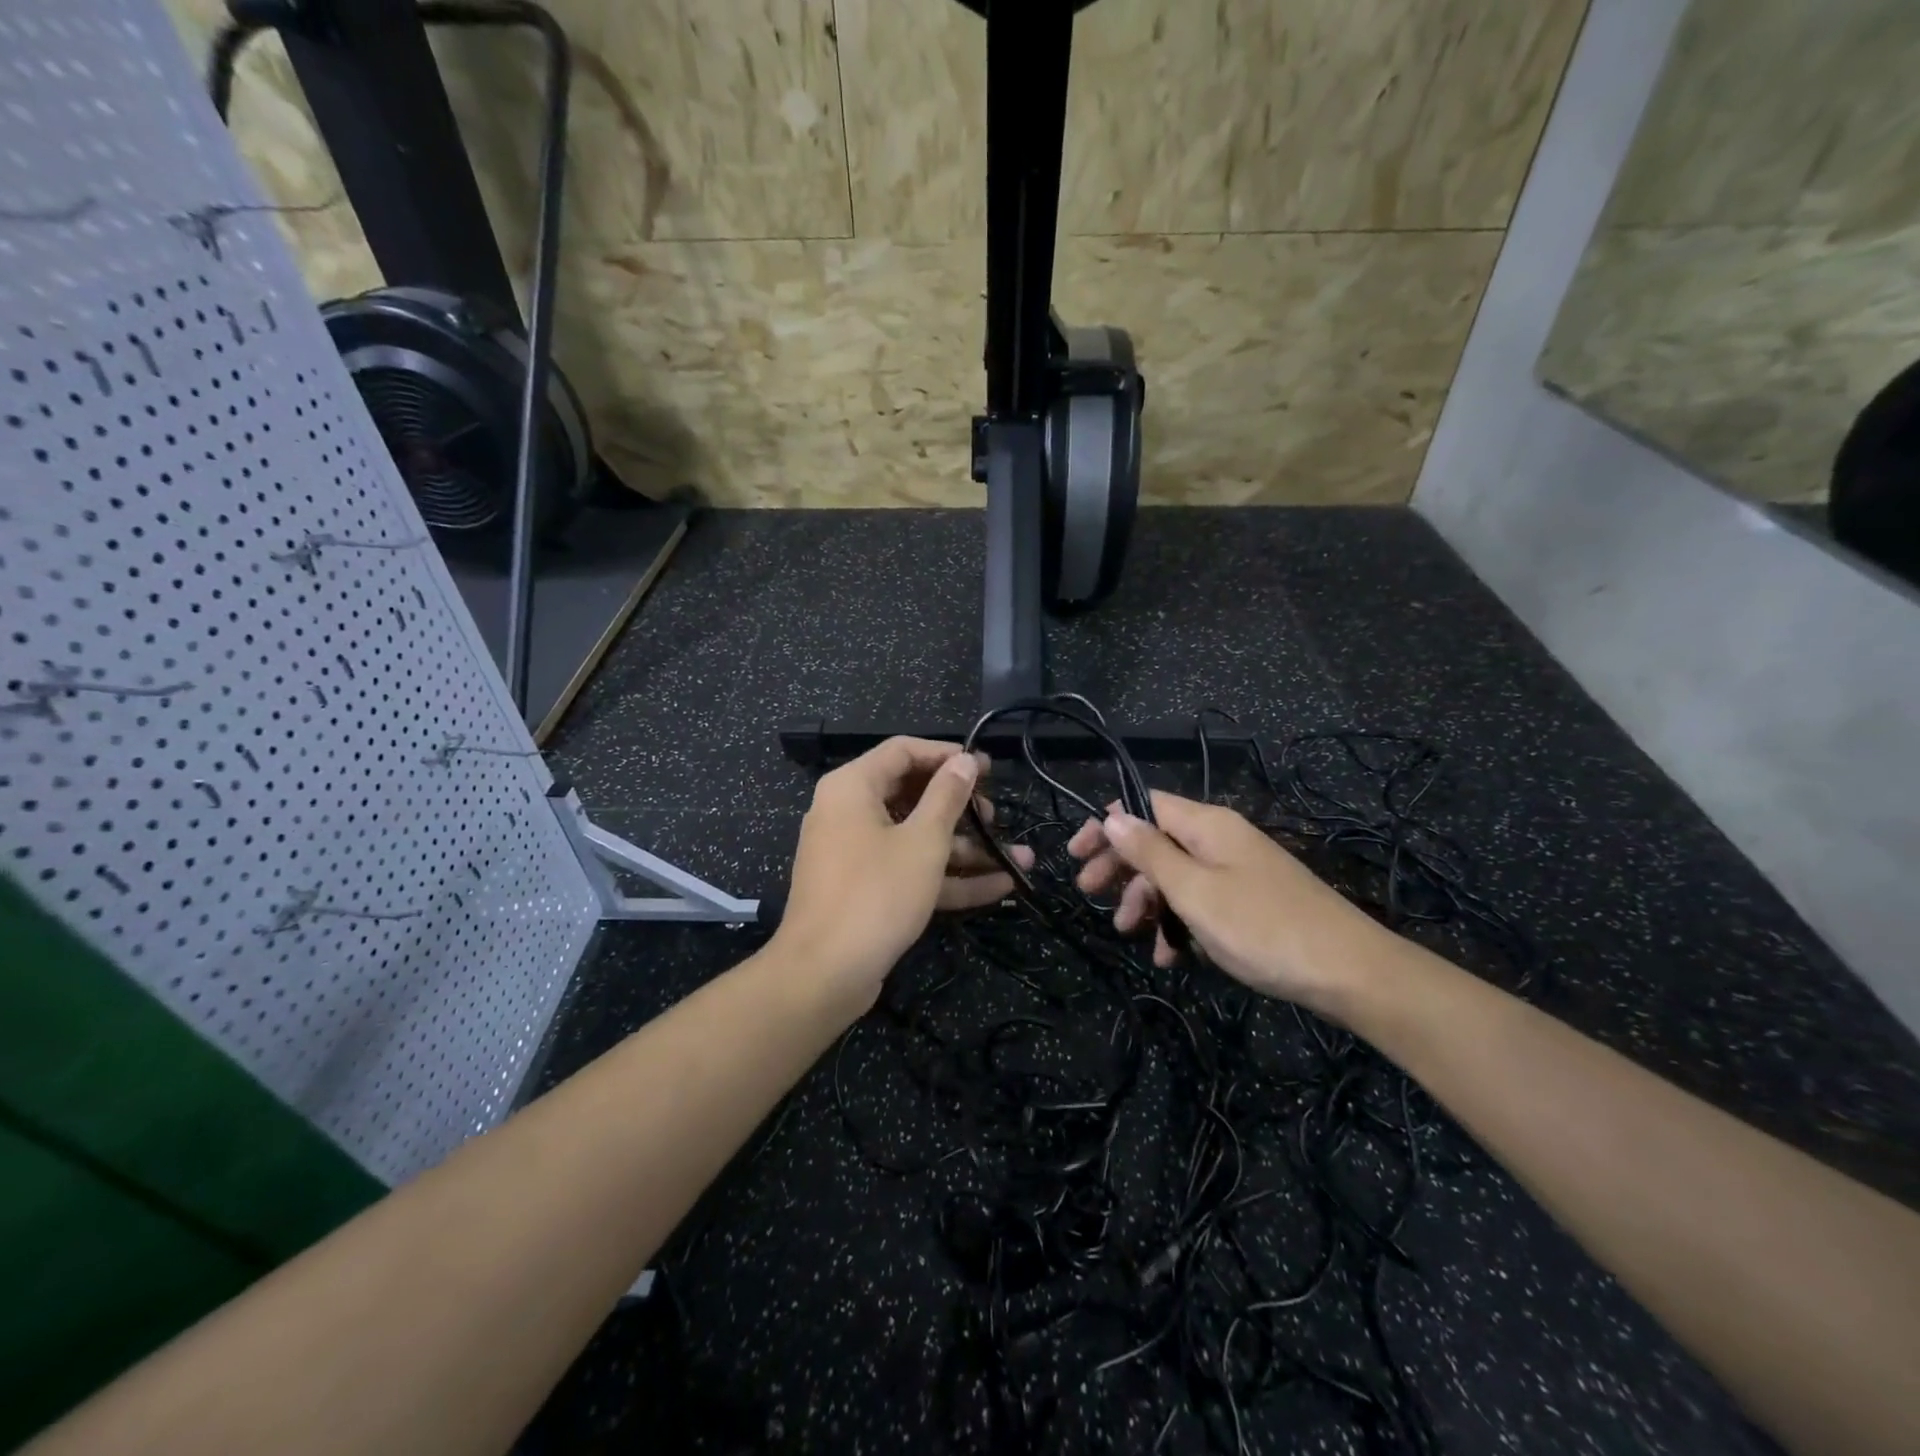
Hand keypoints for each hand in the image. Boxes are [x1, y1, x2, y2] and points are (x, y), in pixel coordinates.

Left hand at [775, 737, 1032, 1011]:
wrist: (823, 975)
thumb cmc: (876, 894)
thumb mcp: (923, 841)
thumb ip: (947, 796)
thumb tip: (964, 760)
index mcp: (852, 787)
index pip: (903, 751)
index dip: (946, 755)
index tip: (986, 769)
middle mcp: (848, 813)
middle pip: (912, 796)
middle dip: (961, 808)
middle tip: (996, 817)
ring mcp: (856, 854)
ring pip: (916, 839)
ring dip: (966, 849)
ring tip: (1019, 858)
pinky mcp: (865, 890)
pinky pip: (909, 871)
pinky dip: (947, 877)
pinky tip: (999, 887)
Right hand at [1068, 791, 1384, 1016]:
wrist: (1349, 972)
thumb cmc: (1261, 927)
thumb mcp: (1194, 891)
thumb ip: (1149, 852)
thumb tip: (1112, 815)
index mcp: (1206, 825)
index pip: (1144, 805)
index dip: (1107, 825)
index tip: (1076, 854)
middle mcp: (1221, 839)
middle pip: (1156, 840)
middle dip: (1120, 867)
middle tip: (1089, 894)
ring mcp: (1238, 871)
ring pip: (1176, 875)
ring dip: (1147, 901)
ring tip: (1128, 933)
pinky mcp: (1251, 901)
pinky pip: (1202, 900)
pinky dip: (1180, 922)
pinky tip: (1172, 956)